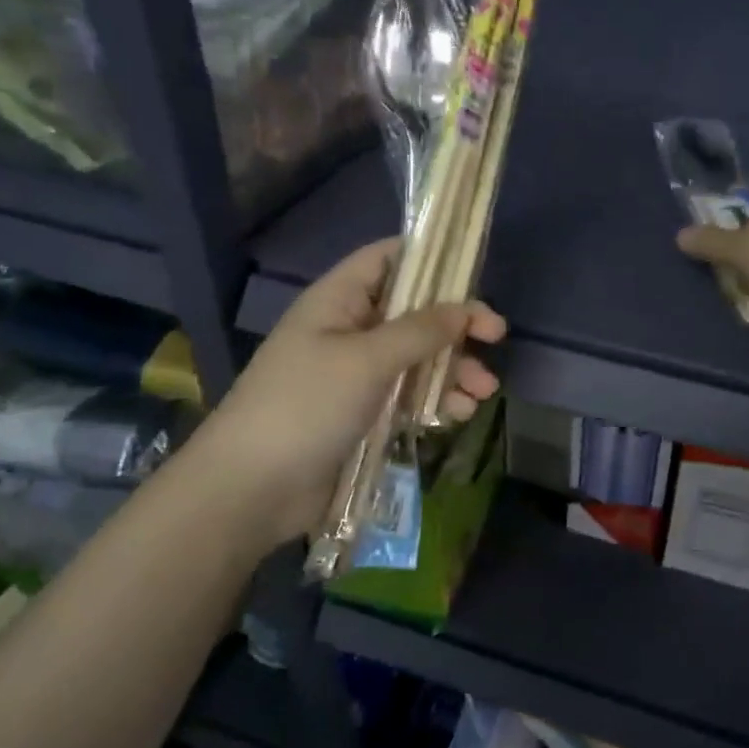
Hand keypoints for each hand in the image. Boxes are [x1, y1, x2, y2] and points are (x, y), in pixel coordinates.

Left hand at [183, 239, 504, 535]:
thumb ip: (420, 330)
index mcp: (338, 301)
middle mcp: (349, 329)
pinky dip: (436, 400)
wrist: (251, 489)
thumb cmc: (306, 406)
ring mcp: (356, 374)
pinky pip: (408, 395)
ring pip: (417, 358)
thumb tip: (464, 308)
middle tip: (496, 337)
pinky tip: (459, 415)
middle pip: (413, 312)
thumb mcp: (366, 360)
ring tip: (483, 392)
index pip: (388, 259)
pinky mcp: (363, 413)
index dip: (430, 258)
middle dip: (456, 325)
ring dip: (454, 370)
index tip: (473, 273)